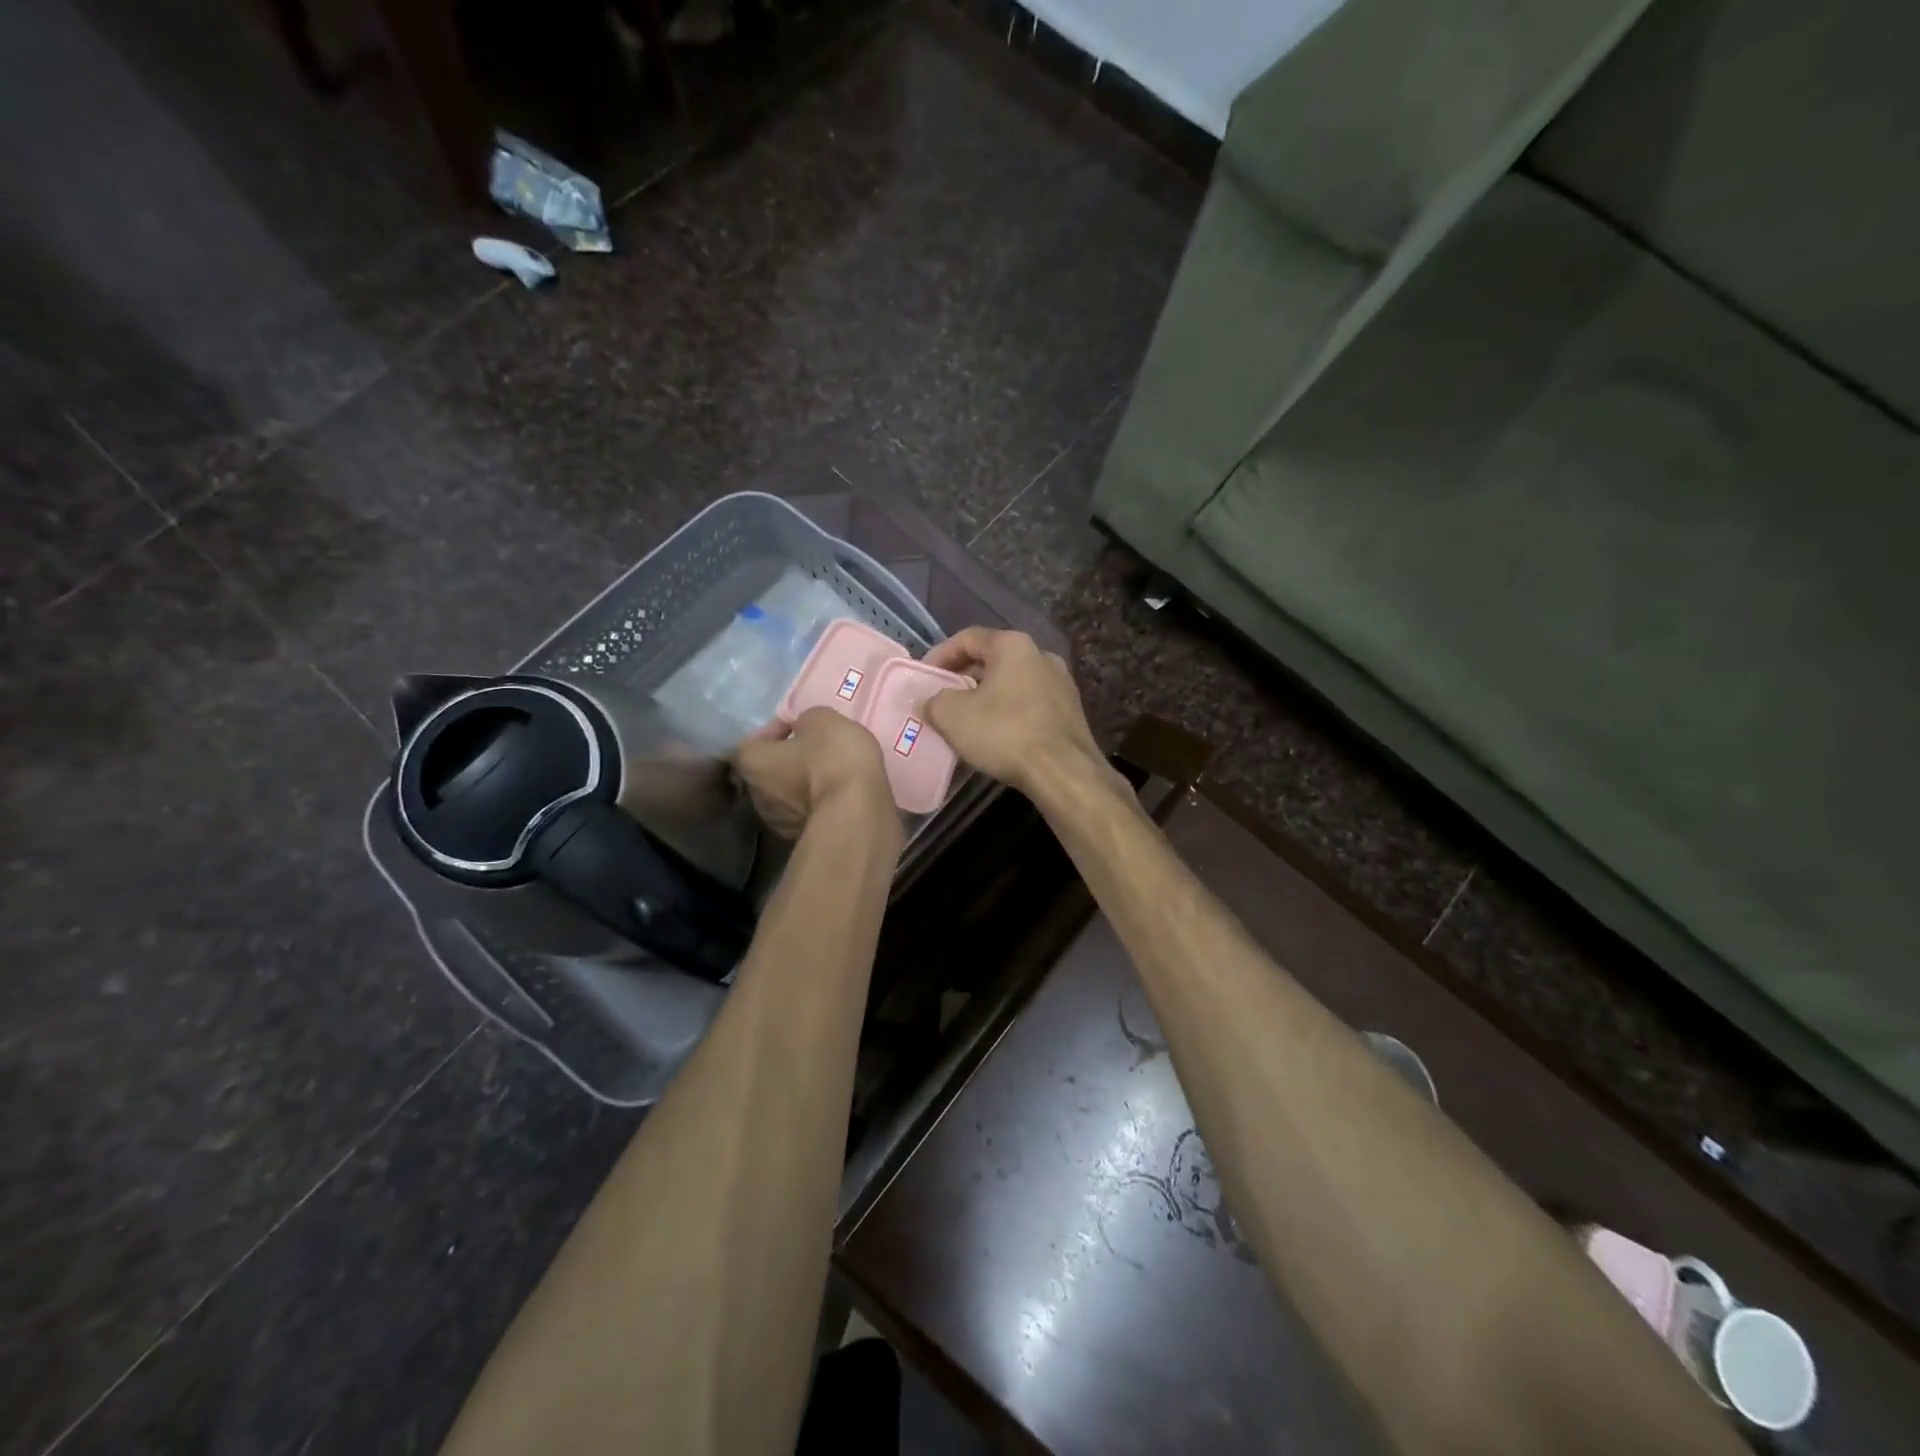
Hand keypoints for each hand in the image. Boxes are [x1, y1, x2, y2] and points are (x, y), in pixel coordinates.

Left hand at [733, 708, 896, 841]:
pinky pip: (804, 814)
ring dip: (800, 786)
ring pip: (784, 796)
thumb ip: (806, 721)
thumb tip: (804, 729)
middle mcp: (755, 794)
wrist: (856, 813)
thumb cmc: (832, 759)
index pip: (753, 740)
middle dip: (786, 761)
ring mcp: (776, 822)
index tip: (798, 726)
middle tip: (812, 751)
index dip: (776, 730)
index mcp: (751, 761)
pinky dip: (815, 805)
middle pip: (766, 771)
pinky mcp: (800, 839)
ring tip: (827, 776)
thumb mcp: (823, 720)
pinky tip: (837, 797)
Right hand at [922, 629, 1102, 796]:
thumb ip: (934, 700)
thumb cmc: (1004, 733)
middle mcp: (1041, 655)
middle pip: (991, 659)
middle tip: (940, 699)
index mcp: (1012, 645)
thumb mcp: (952, 715)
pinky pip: (1028, 702)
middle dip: (962, 678)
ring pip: (1011, 682)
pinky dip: (1006, 711)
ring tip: (964, 719)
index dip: (939, 656)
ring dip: (984, 696)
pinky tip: (994, 734)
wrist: (1063, 772)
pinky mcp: (1070, 710)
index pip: (967, 638)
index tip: (923, 678)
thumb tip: (932, 702)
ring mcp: (1060, 683)